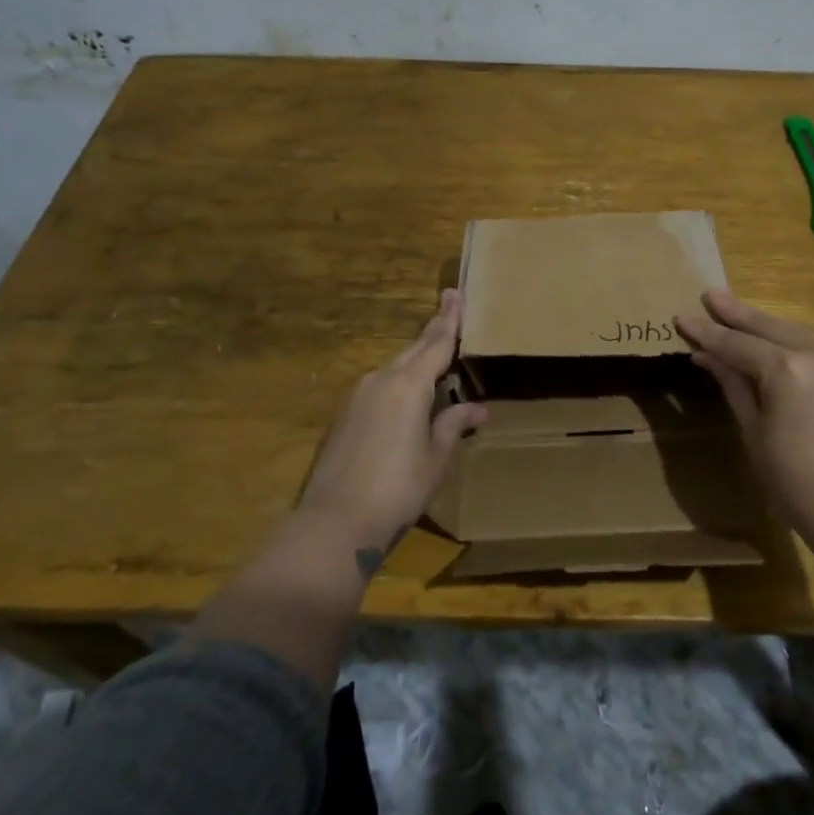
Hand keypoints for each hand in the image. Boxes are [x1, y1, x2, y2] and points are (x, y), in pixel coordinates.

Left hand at [298, 289, 486, 552]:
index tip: (455, 292)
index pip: (436, 343)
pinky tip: (409, 395)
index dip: (449, 319)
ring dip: (416, 359)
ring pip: (395, 366)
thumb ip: (453, 424)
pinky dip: (399, 381)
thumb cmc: (398, 489)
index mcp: (409, 384)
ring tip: (436, 356)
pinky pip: (380, 385)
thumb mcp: (435, 458)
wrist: (336, 521)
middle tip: (450, 307)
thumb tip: (477, 407)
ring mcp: (359, 395)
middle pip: (414, 348)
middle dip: (433, 329)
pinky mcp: (346, 414)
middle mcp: (382, 379)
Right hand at [676, 289, 813, 556]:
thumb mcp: (755, 433)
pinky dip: (792, 341)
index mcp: (785, 367)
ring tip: (740, 314)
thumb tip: (708, 356)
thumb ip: (734, 386)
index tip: (681, 317)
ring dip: (766, 324)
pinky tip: (780, 342)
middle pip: (767, 326)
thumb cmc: (798, 482)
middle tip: (711, 295)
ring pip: (795, 332)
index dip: (706, 332)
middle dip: (736, 313)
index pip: (735, 343)